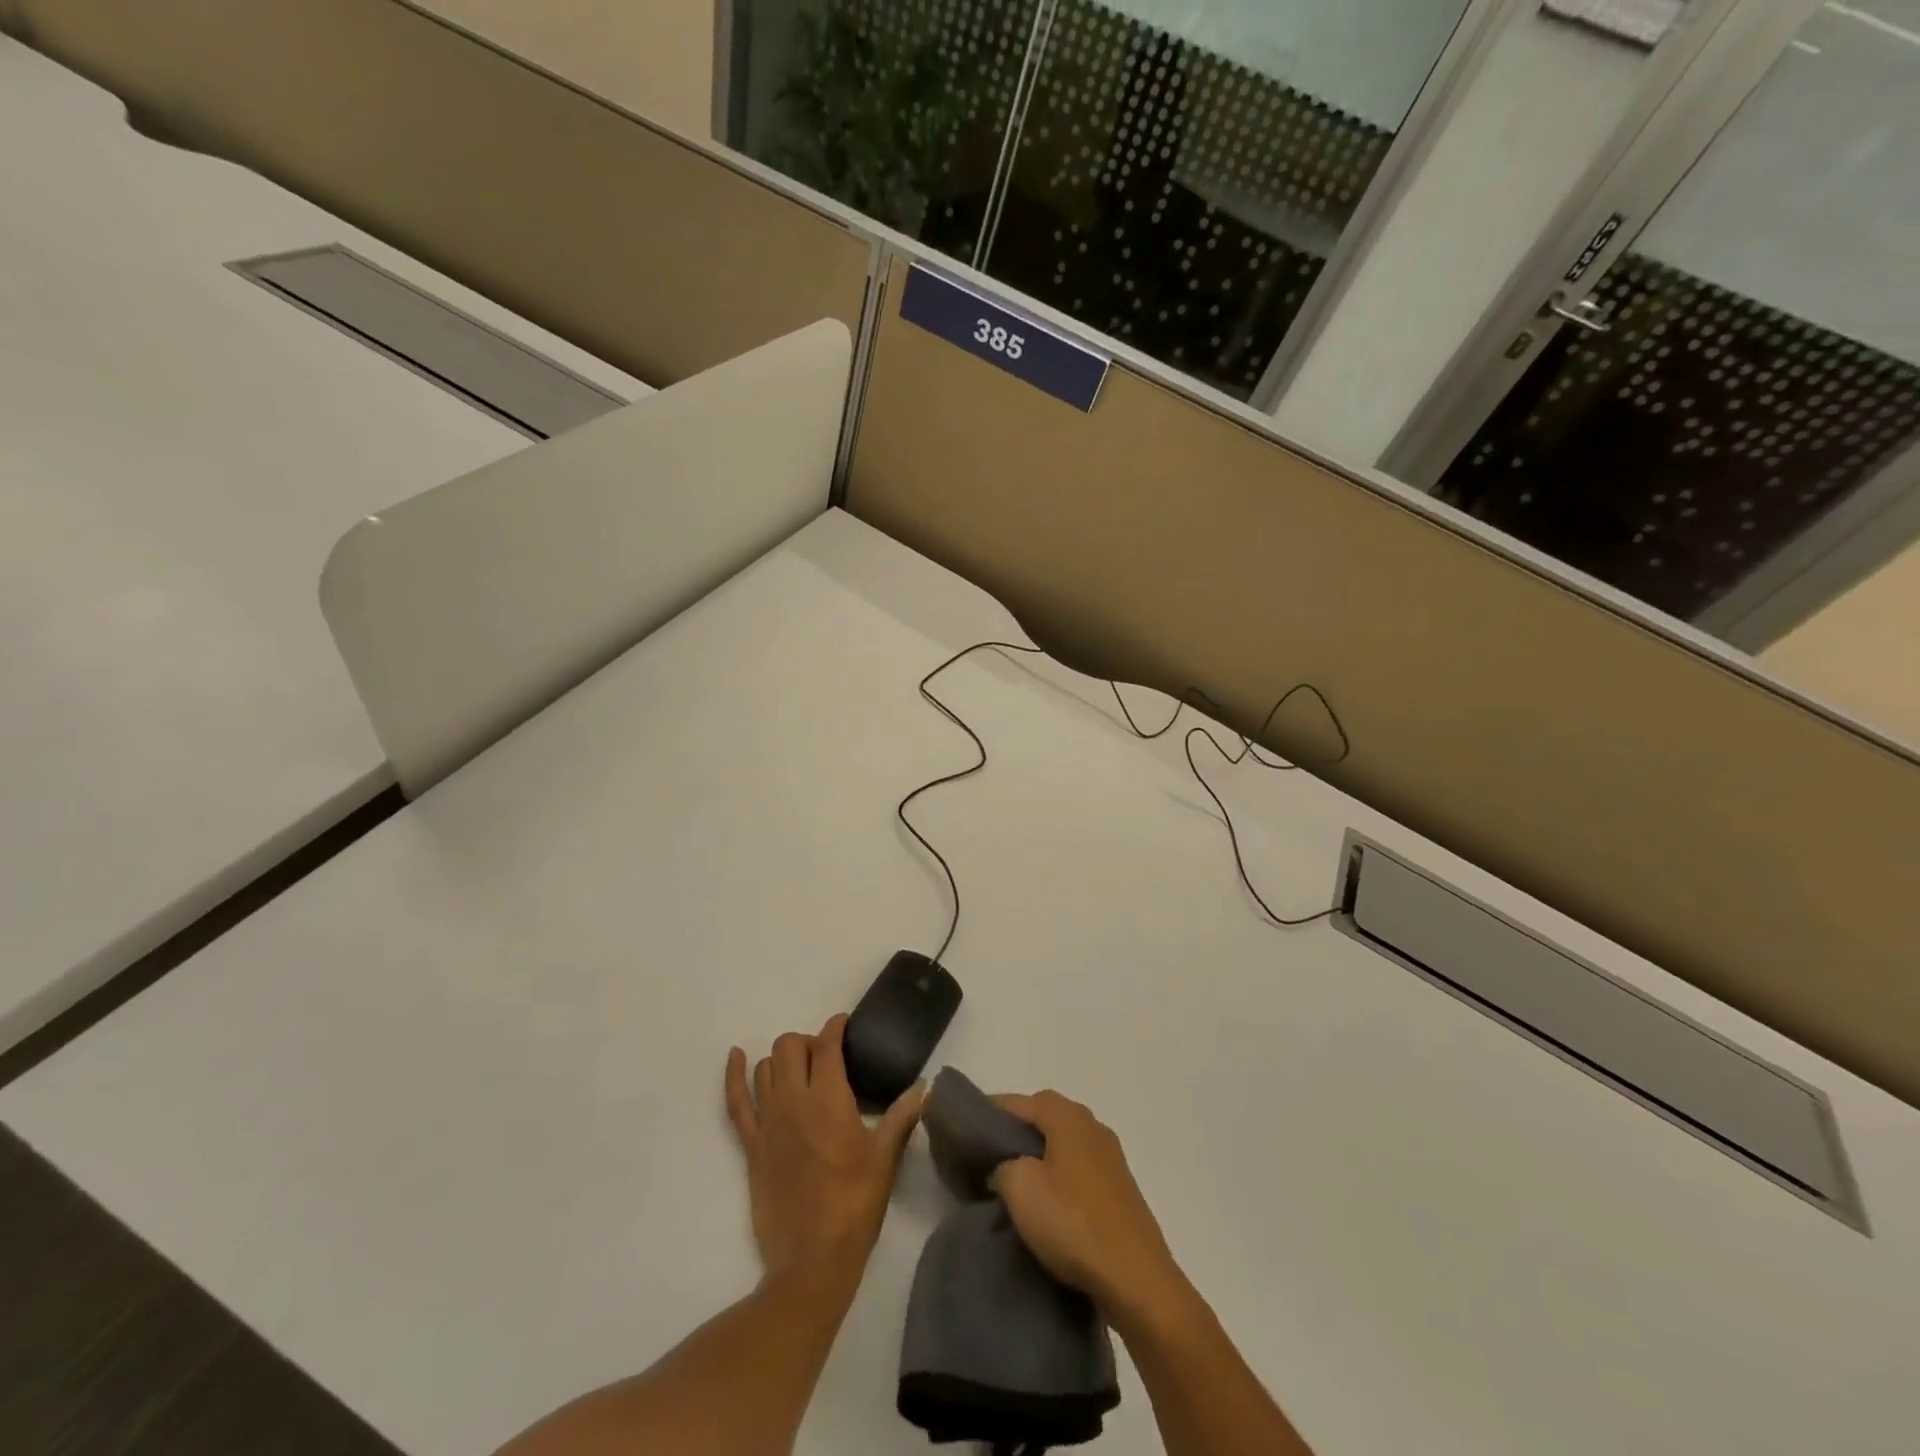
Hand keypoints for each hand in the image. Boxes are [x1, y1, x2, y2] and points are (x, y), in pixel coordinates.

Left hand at [725, 1014, 922, 1290]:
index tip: (845, 1024)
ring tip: (799, 1069)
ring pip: (765, 1067)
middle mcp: (795, 1101)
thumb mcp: (885, 1158)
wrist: (812, 1260)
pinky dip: (733, 1075)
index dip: (836, 1027)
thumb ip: (903, 1117)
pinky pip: (735, 1101)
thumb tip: (925, 1087)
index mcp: (830, 1099)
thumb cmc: (855, 1205)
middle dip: (808, 1041)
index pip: (827, 1045)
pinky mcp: (752, 1146)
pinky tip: (735, 1055)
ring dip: (781, 1059)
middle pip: (790, 1046)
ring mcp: (768, 1122)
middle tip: (826, 1057)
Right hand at [991, 1090, 1191, 1327]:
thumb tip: (1005, 1167)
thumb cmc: (1074, 1224)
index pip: (1022, 1101)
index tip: (970, 1128)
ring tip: (1015, 1182)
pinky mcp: (1121, 1191)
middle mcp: (1093, 1128)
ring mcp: (1112, 1160)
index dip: (994, 1110)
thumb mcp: (1021, 1188)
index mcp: (1069, 1118)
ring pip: (1065, 1144)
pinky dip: (1060, 1177)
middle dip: (1018, 1130)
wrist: (1137, 1280)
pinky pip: (1080, 1170)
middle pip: (1047, 1116)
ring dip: (1041, 1155)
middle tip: (991, 1154)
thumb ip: (1003, 1166)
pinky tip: (1049, 1204)